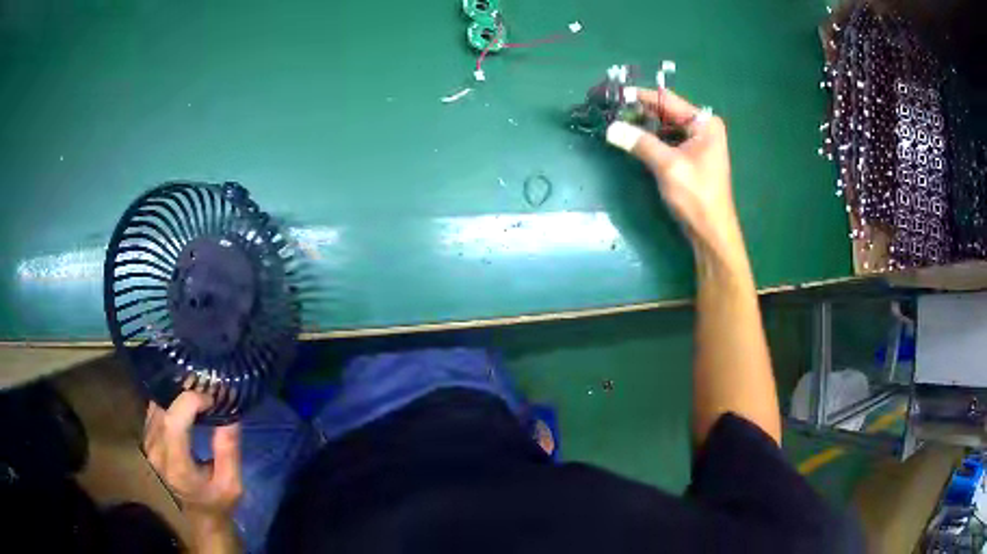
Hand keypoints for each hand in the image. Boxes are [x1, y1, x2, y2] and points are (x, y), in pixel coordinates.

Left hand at [143, 391, 242, 522]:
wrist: (200, 513)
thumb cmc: (218, 501)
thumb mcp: (232, 484)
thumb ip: (228, 450)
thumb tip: (230, 413)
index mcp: (178, 468)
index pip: (173, 423)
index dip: (190, 402)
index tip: (211, 399)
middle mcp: (157, 453)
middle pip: (164, 410)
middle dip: (185, 393)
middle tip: (206, 387)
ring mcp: (148, 444)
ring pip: (158, 405)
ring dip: (177, 394)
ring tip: (197, 392)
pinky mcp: (147, 438)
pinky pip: (155, 409)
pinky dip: (170, 400)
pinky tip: (185, 401)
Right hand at [606, 87, 743, 259]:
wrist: (711, 232)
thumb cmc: (697, 197)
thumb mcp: (668, 165)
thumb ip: (640, 143)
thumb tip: (611, 128)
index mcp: (704, 123)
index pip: (667, 100)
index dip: (640, 96)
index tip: (614, 93)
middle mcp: (702, 128)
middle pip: (665, 112)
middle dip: (639, 111)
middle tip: (610, 110)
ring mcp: (697, 143)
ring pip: (664, 126)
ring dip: (642, 126)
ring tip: (616, 123)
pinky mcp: (690, 158)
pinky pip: (666, 141)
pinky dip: (650, 140)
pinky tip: (632, 140)